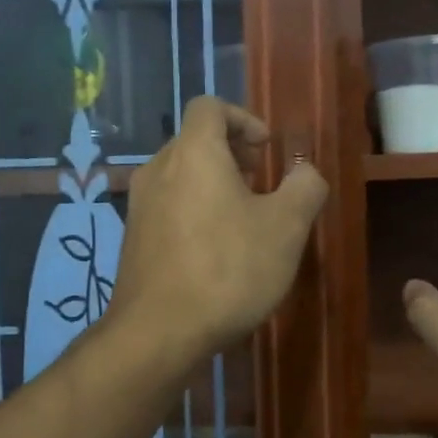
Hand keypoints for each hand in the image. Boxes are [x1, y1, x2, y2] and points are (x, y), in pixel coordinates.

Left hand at [108, 98, 328, 367]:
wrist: (158, 331)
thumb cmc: (228, 270)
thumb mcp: (286, 228)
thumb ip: (304, 187)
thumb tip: (305, 171)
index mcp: (193, 152)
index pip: (210, 106)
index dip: (243, 119)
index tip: (267, 151)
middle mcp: (158, 168)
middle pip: (194, 140)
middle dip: (231, 154)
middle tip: (260, 185)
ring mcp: (139, 204)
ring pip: (180, 175)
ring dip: (213, 184)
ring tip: (242, 220)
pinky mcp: (133, 237)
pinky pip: (167, 206)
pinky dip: (193, 210)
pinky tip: (214, 250)